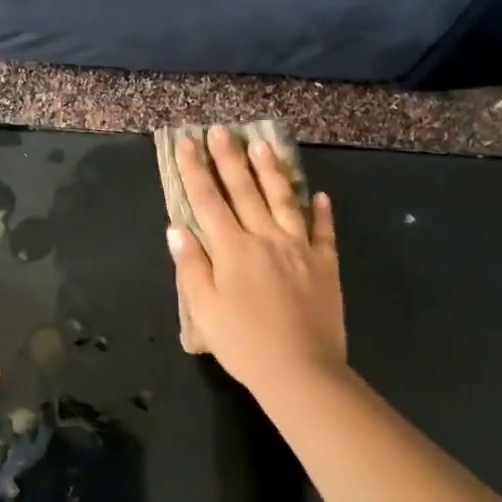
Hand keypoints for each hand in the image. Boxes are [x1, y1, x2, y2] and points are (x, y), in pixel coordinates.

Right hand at [167, 126, 346, 393]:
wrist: (301, 371)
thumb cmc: (243, 343)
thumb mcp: (203, 309)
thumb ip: (191, 265)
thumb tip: (177, 228)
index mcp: (232, 249)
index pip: (208, 201)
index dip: (195, 170)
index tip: (187, 142)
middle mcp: (265, 238)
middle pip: (244, 190)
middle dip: (230, 158)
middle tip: (222, 129)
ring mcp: (299, 249)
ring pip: (283, 200)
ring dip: (272, 170)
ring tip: (264, 144)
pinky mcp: (325, 265)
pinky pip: (323, 232)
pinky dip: (321, 212)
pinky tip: (319, 195)